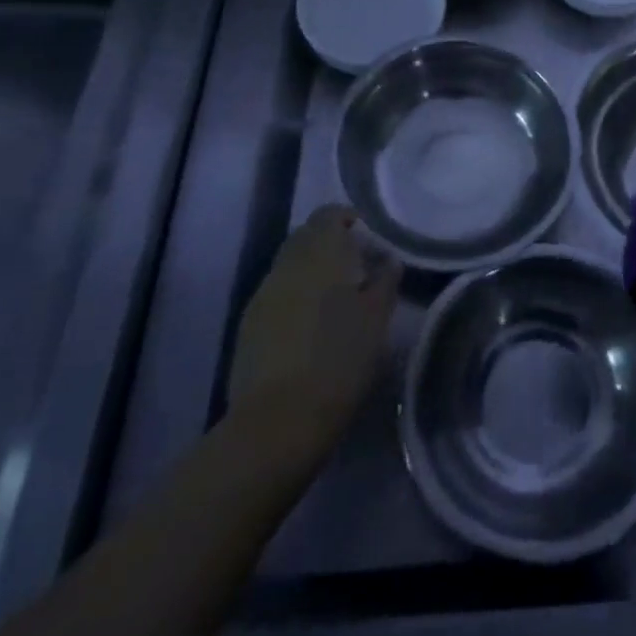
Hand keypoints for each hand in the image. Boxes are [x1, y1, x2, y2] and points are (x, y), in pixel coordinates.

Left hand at [227, 206, 400, 451]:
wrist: (277, 421)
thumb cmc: (339, 359)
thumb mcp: (378, 318)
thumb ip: (385, 280)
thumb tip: (388, 260)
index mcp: (320, 252)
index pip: (329, 214)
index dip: (348, 219)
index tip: (368, 238)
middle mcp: (287, 263)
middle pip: (306, 237)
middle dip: (330, 245)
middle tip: (357, 269)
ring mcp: (263, 294)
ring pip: (290, 267)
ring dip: (312, 273)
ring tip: (336, 301)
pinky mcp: (248, 326)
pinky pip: (276, 295)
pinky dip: (295, 298)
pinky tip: (311, 327)